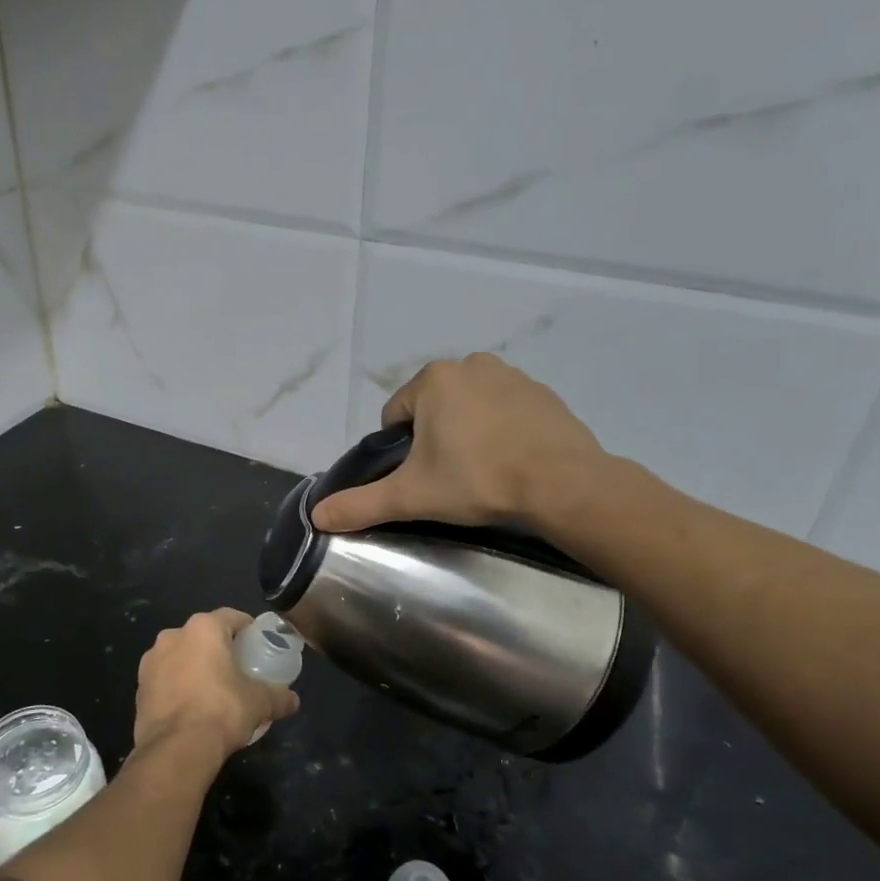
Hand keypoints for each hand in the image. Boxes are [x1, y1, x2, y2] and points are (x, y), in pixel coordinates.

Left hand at [135, 609, 299, 761]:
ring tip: (213, 691)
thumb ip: (278, 696)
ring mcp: (150, 662)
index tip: (258, 644)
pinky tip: (191, 708)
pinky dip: (178, 686)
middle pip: (203, 635)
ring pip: (180, 656)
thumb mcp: (260, 703)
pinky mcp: (139, 688)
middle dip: (219, 649)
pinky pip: (165, 679)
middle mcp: (172, 636)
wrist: (175, 749)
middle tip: (238, 669)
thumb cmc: (222, 711)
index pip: (231, 617)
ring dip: (195, 667)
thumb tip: (292, 700)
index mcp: (203, 629)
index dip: (247, 629)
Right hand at [312, 354, 623, 538]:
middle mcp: (470, 364)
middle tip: (450, 479)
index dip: (400, 451)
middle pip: (432, 409)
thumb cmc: (478, 480)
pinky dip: (500, 431)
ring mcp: (511, 375)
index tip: (421, 478)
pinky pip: (505, 410)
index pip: (395, 416)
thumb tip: (316, 516)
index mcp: (433, 379)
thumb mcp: (411, 496)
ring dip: (466, 434)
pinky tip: (510, 461)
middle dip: (434, 440)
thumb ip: (360, 504)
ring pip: (469, 408)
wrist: (563, 484)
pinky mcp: (543, 393)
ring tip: (482, 473)